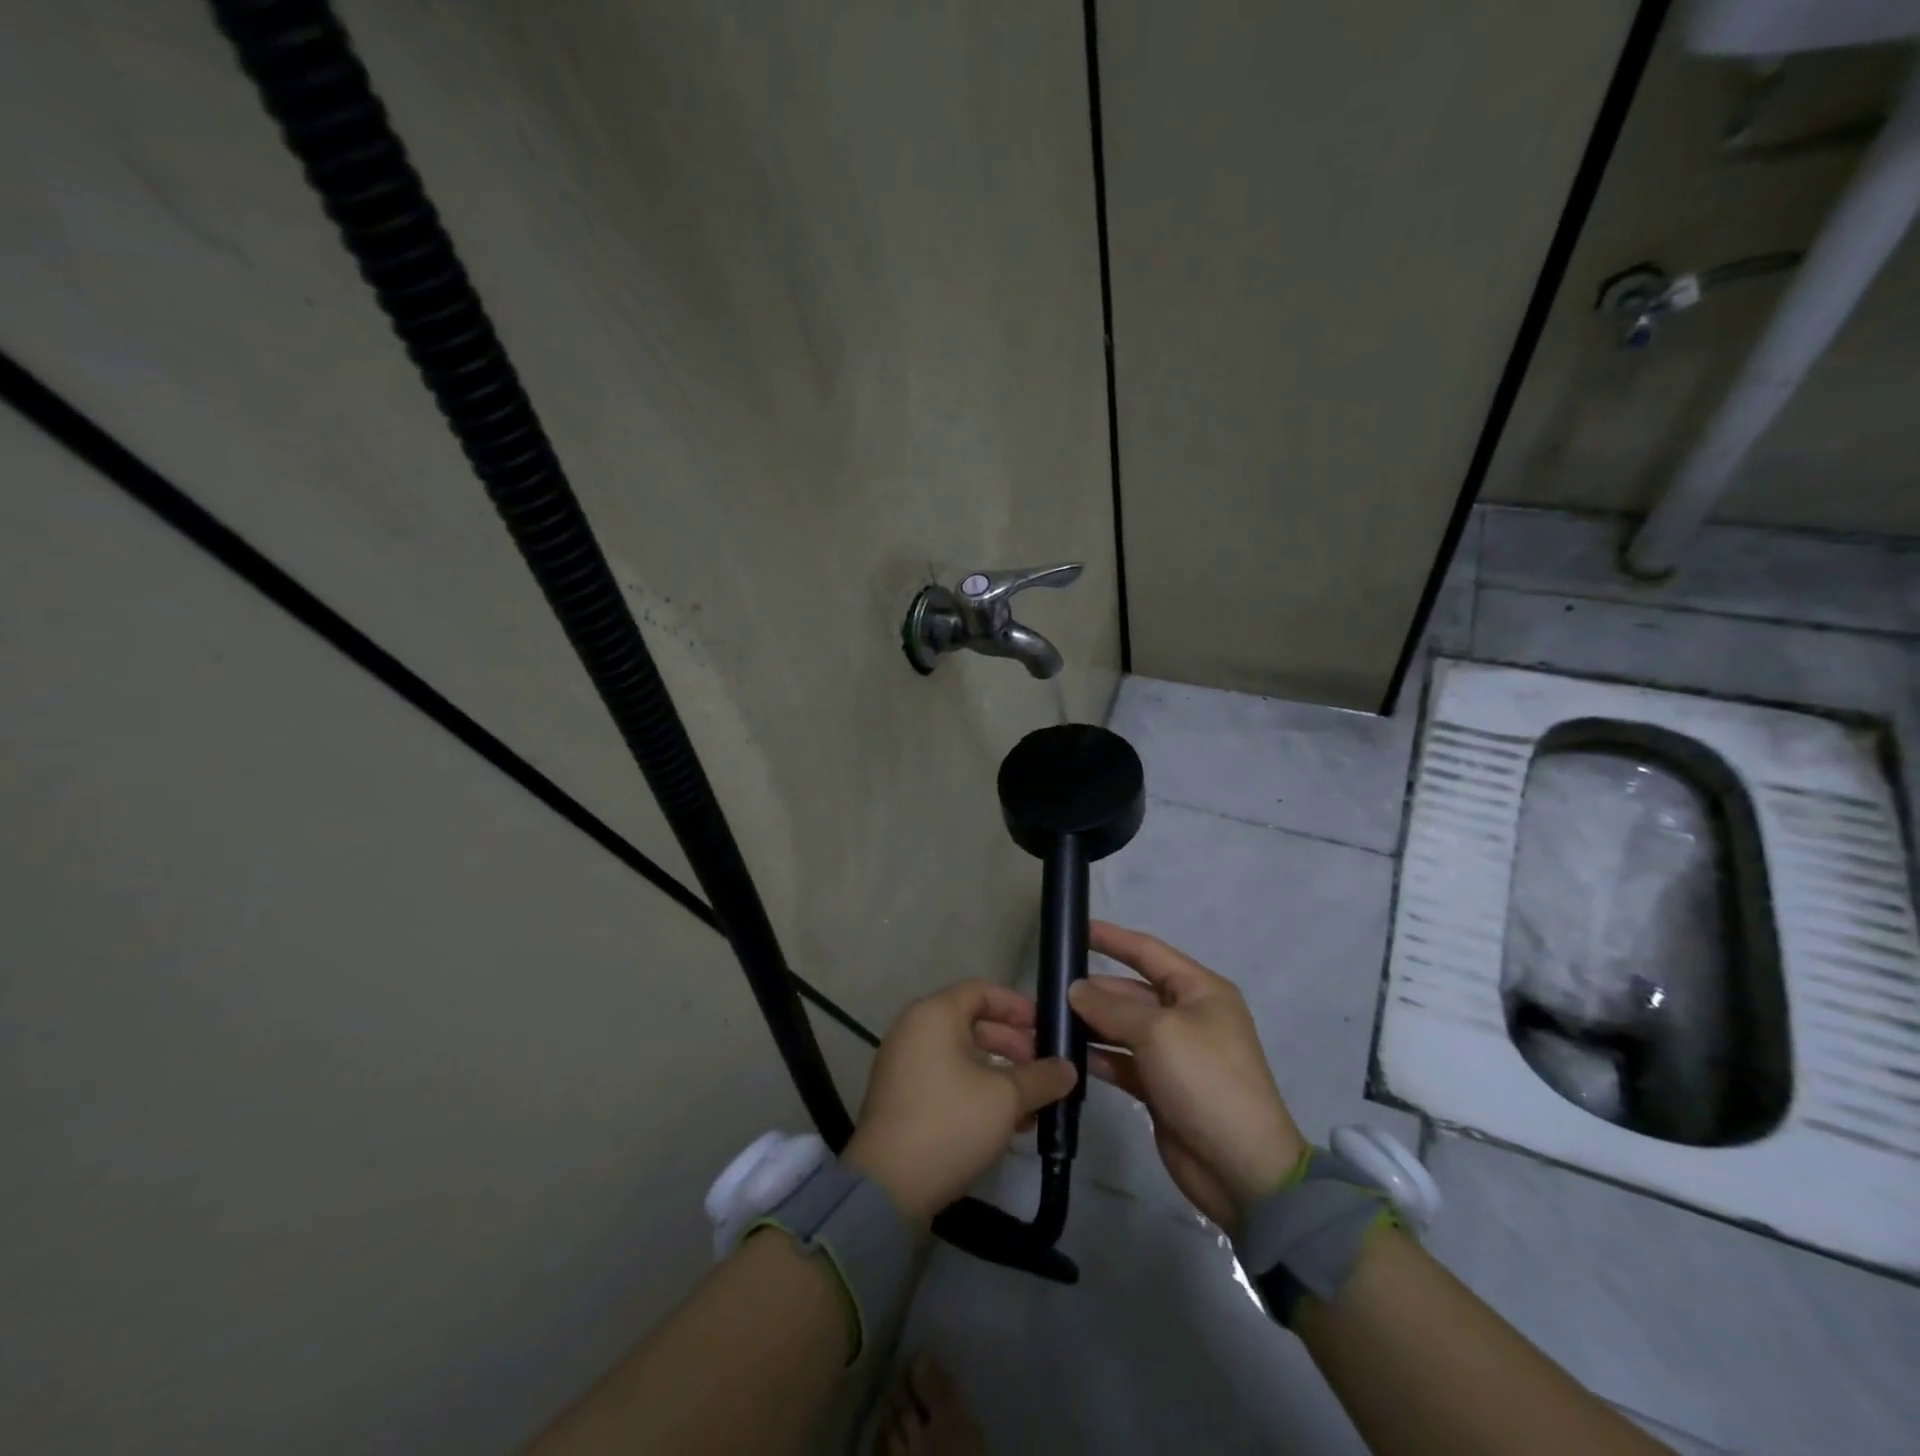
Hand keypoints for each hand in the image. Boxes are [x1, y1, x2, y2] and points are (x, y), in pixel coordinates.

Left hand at [843, 980, 1076, 1222]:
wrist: (887, 1187)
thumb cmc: (950, 1123)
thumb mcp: (1006, 1098)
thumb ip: (1041, 1077)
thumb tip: (1068, 1068)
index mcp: (934, 1014)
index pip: (982, 991)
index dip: (1017, 1006)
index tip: (1047, 1028)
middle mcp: (915, 1030)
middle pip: (972, 1023)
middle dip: (1013, 1044)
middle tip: (1044, 1069)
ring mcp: (905, 1065)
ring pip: (963, 1056)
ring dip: (1000, 1074)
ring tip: (1033, 1103)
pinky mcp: (903, 1099)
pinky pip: (948, 1080)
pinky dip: (977, 1091)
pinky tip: (1007, 1123)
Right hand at [1068, 921, 1306, 1230]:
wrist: (1242, 1168)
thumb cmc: (1206, 1080)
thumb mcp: (1158, 1033)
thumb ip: (1112, 1007)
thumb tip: (1075, 989)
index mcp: (1199, 990)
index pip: (1148, 952)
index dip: (1113, 939)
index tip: (1075, 929)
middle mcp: (1187, 1015)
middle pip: (1132, 991)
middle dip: (1094, 989)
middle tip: (1047, 987)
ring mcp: (1173, 1053)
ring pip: (1123, 1027)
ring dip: (1090, 1023)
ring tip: (1048, 1018)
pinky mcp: (1160, 1087)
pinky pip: (1122, 1061)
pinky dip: (1098, 1057)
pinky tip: (1066, 1053)